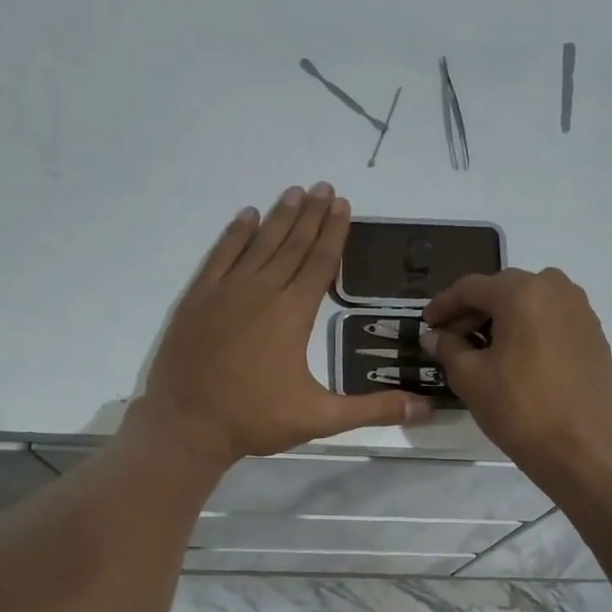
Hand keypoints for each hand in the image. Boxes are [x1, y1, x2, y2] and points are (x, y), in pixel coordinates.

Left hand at [133, 183, 433, 465]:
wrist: (187, 424)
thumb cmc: (255, 419)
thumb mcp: (321, 418)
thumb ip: (373, 410)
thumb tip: (425, 409)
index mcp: (292, 314)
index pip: (319, 263)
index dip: (334, 233)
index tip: (343, 204)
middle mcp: (261, 291)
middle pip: (291, 245)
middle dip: (312, 216)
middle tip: (325, 186)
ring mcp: (225, 292)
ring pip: (258, 244)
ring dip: (278, 217)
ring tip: (295, 192)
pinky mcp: (197, 299)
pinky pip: (220, 255)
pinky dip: (234, 234)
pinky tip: (246, 217)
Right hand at [422, 268, 611, 479]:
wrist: (578, 447)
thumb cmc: (518, 409)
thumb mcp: (470, 378)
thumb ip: (448, 348)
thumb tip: (435, 336)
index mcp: (522, 293)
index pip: (472, 287)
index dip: (444, 304)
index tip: (427, 323)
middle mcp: (556, 290)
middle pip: (506, 288)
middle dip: (476, 309)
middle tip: (454, 336)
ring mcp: (582, 312)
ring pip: (535, 299)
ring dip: (507, 314)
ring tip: (488, 345)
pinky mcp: (595, 336)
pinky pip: (556, 319)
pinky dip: (533, 327)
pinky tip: (521, 356)